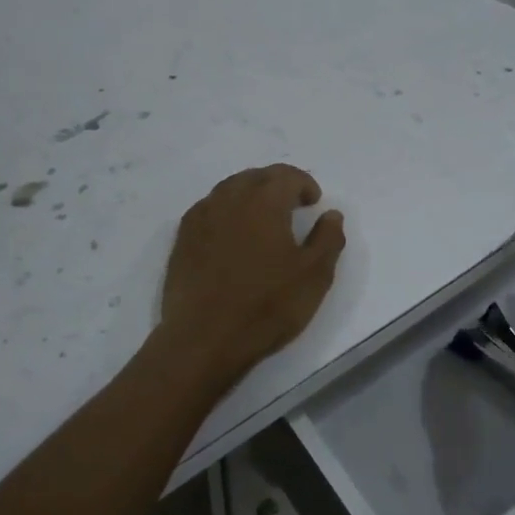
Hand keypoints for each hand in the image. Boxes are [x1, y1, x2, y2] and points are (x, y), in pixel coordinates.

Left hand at [157, 165, 346, 382]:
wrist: (203, 338)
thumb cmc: (266, 305)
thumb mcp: (314, 276)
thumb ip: (328, 239)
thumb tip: (331, 214)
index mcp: (264, 201)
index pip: (287, 176)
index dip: (304, 184)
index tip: (313, 203)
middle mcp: (229, 198)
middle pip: (256, 177)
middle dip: (277, 185)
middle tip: (292, 206)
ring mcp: (201, 216)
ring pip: (229, 189)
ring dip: (250, 195)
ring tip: (263, 219)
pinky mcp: (182, 238)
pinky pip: (209, 209)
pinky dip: (226, 211)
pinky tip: (232, 235)